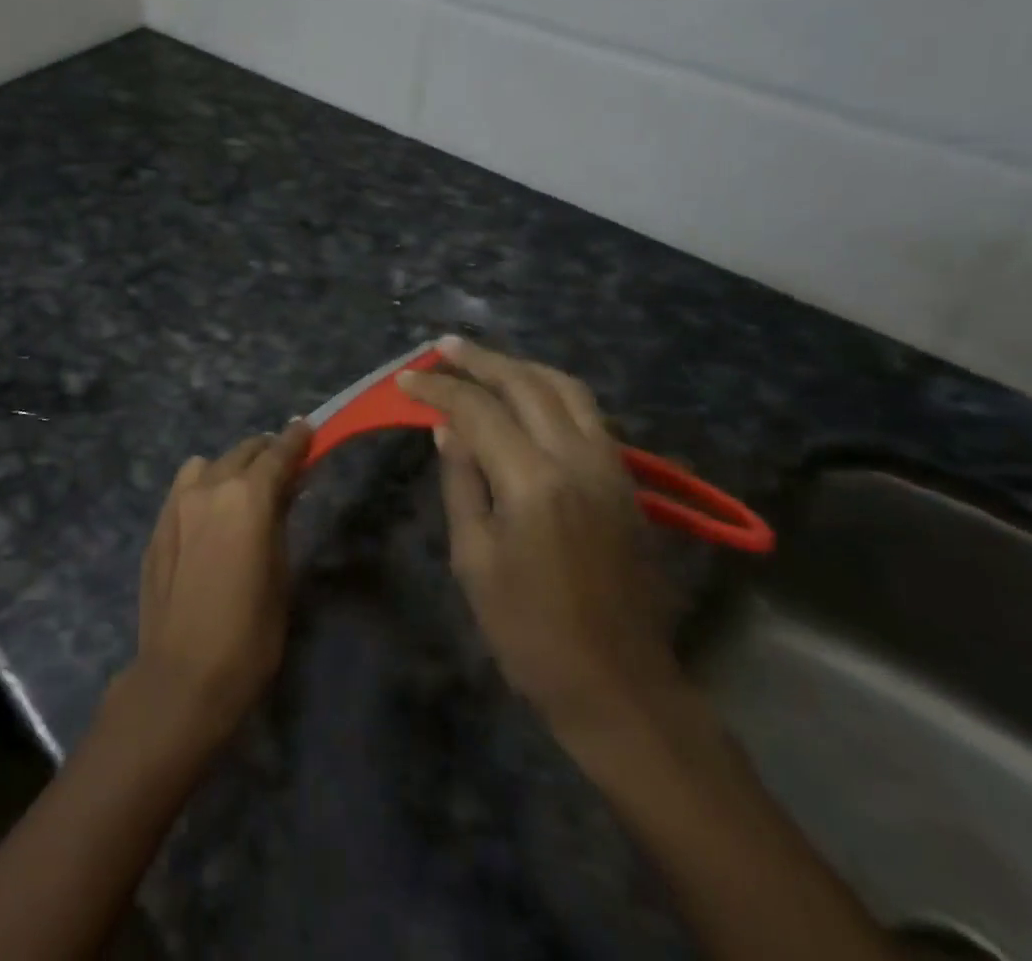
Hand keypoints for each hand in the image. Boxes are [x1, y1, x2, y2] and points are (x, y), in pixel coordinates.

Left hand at [126, 420, 313, 750]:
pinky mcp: (158, 524)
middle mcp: (210, 487)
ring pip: (208, 464)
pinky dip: (203, 487)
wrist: (182, 675)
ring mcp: (177, 503)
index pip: (277, 453)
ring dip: (230, 468)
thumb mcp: (280, 574)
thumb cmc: (249, 634)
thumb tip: (283, 491)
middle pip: (243, 451)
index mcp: (248, 497)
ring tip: (241, 491)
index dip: (296, 439)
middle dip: (266, 452)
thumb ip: (279, 521)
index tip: (307, 428)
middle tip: (282, 465)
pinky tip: (210, 515)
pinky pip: (185, 488)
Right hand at [399, 339, 680, 738]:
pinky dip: (551, 391)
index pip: (478, 410)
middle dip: (479, 360)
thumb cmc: (529, 630)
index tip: (406, 378)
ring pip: (566, 388)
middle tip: (443, 347)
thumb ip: (462, 481)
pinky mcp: (624, 481)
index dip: (438, 389)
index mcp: (534, 481)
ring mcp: (609, 466)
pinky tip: (527, 396)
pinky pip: (587, 414)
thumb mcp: (475, 558)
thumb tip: (447, 429)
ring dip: (521, 367)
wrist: (618, 684)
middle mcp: (577, 458)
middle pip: (526, 383)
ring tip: (484, 361)